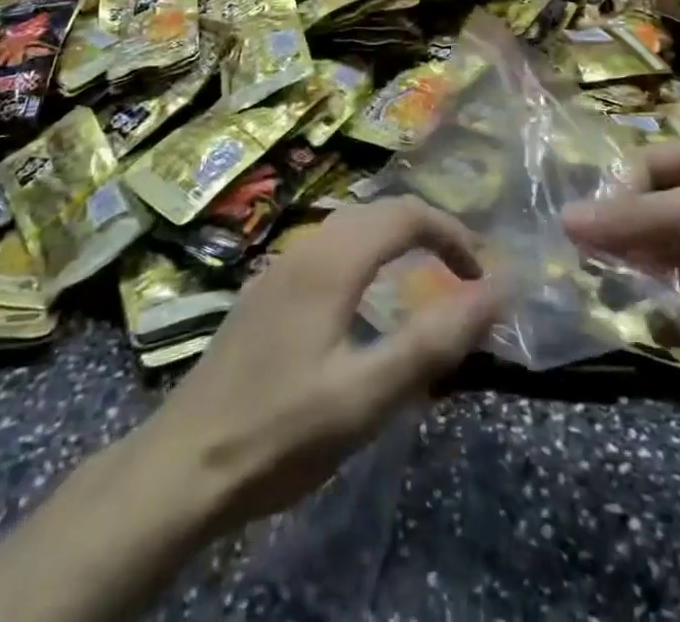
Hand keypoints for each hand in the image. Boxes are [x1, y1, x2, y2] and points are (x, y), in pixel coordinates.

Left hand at [138, 197, 502, 530]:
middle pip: (377, 212)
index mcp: (331, 262)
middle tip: (460, 275)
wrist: (180, 467)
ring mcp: (278, 269)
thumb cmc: (280, 432)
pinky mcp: (263, 294)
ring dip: (393, 241)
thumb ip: (435, 341)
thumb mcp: (367, 395)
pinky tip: (362, 305)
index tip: (480, 276)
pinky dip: (363, 258)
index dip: (452, 234)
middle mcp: (304, 249)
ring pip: (348, 229)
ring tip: (420, 282)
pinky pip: (326, 252)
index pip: (406, 214)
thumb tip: (499, 290)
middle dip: (427, 231)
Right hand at [562, 135, 679, 410]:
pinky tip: (659, 331)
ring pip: (675, 259)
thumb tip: (564, 220)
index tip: (585, 235)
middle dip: (624, 237)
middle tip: (587, 268)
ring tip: (611, 297)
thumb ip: (635, 220)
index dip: (616, 196)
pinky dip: (679, 318)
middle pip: (657, 212)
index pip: (648, 167)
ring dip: (645, 276)